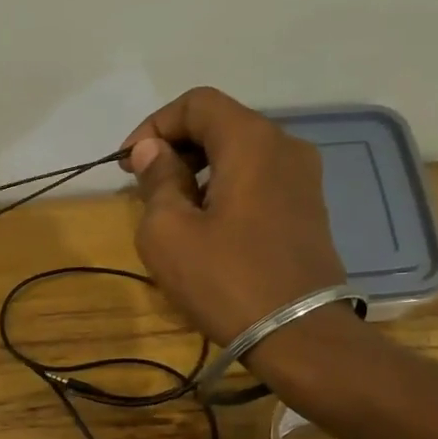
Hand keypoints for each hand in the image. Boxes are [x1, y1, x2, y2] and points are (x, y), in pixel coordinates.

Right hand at [120, 87, 346, 345]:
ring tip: (172, 210)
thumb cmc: (225, 280)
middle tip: (145, 187)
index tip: (129, 164)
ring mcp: (304, 179)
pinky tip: (207, 226)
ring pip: (240, 154)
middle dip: (176, 148)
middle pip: (222, 124)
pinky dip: (225, 188)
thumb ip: (157, 180)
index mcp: (252, 141)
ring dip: (199, 170)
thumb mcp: (169, 232)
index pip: (197, 103)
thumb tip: (152, 151)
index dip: (155, 125)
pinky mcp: (308, 209)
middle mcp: (285, 146)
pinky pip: (258, 180)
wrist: (298, 335)